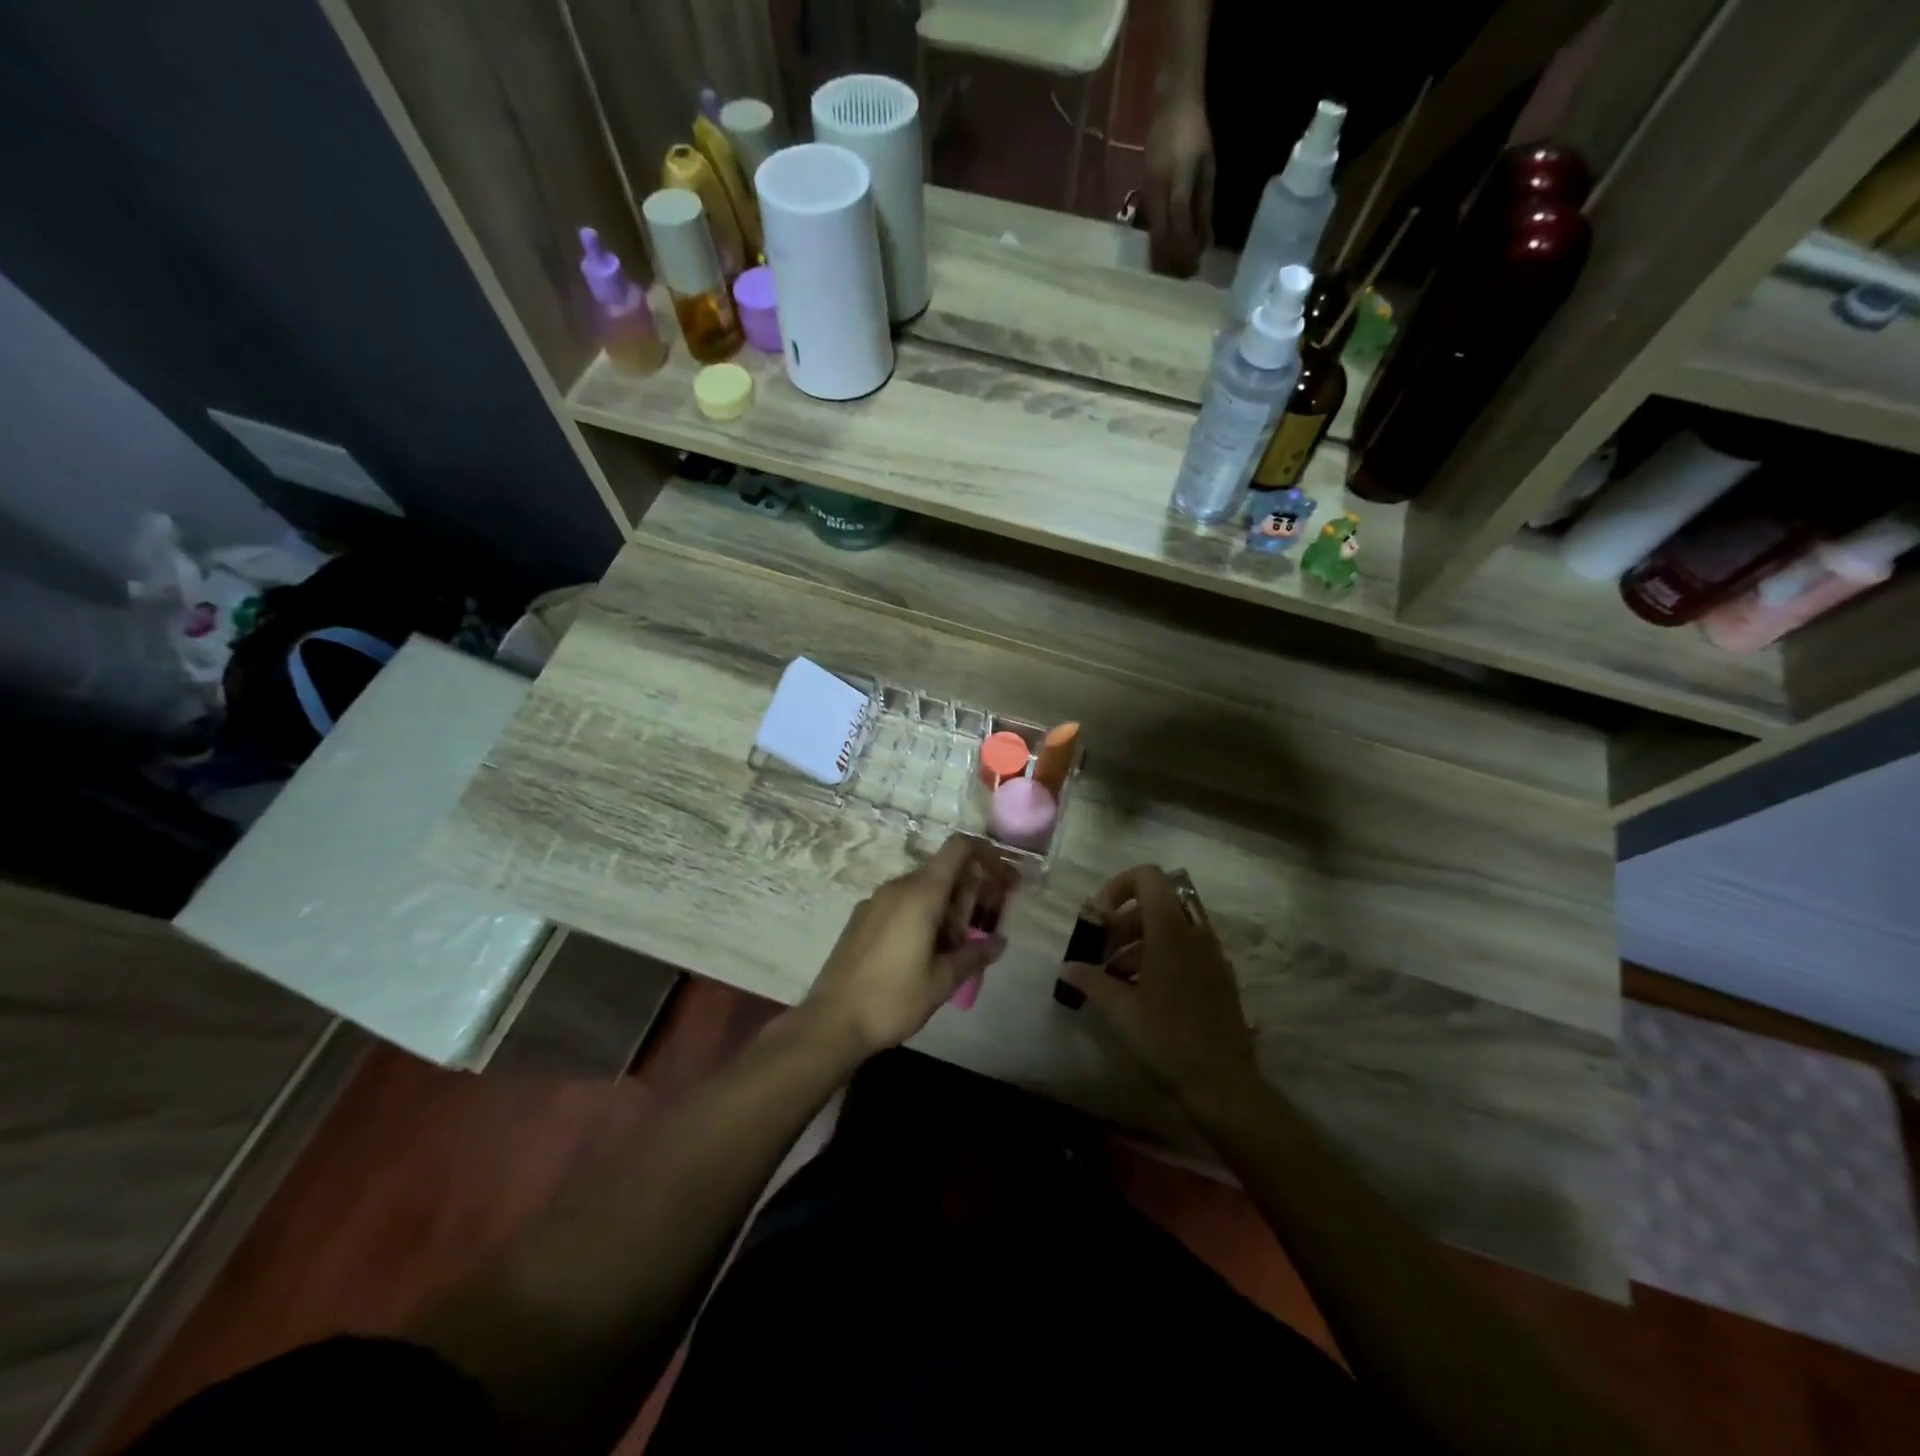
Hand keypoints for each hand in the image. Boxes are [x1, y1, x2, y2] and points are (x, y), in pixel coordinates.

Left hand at [802, 835, 1009, 1057]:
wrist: (831, 1022)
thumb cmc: (893, 999)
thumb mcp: (942, 981)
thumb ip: (974, 955)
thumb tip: (1000, 942)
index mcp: (921, 894)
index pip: (958, 848)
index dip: (985, 853)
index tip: (1002, 877)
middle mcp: (897, 887)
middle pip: (942, 870)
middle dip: (969, 890)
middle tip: (984, 925)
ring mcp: (875, 901)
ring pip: (921, 888)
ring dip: (945, 906)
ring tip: (955, 947)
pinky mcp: (861, 918)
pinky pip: (900, 903)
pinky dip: (921, 914)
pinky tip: (924, 952)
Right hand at [1060, 866, 1260, 1112]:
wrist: (1223, 1083)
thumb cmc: (1167, 1037)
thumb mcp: (1120, 1009)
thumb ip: (1091, 980)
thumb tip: (1067, 967)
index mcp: (1171, 930)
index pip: (1148, 877)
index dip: (1118, 886)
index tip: (1099, 918)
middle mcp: (1195, 933)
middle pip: (1154, 905)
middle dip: (1122, 922)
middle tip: (1101, 954)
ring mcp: (1211, 956)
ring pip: (1170, 929)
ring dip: (1138, 943)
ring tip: (1114, 978)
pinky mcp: (1219, 979)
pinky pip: (1186, 951)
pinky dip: (1160, 958)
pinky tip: (1141, 994)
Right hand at [1145, 92, 1213, 277]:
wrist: (1171, 103)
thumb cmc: (1196, 133)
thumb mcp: (1208, 167)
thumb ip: (1205, 205)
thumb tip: (1206, 241)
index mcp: (1179, 180)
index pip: (1180, 222)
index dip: (1186, 248)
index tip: (1193, 267)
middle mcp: (1158, 189)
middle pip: (1161, 234)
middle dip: (1171, 258)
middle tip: (1181, 278)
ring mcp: (1147, 191)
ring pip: (1151, 233)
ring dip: (1161, 255)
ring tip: (1171, 272)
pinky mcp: (1142, 192)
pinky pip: (1148, 224)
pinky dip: (1156, 241)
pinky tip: (1162, 252)